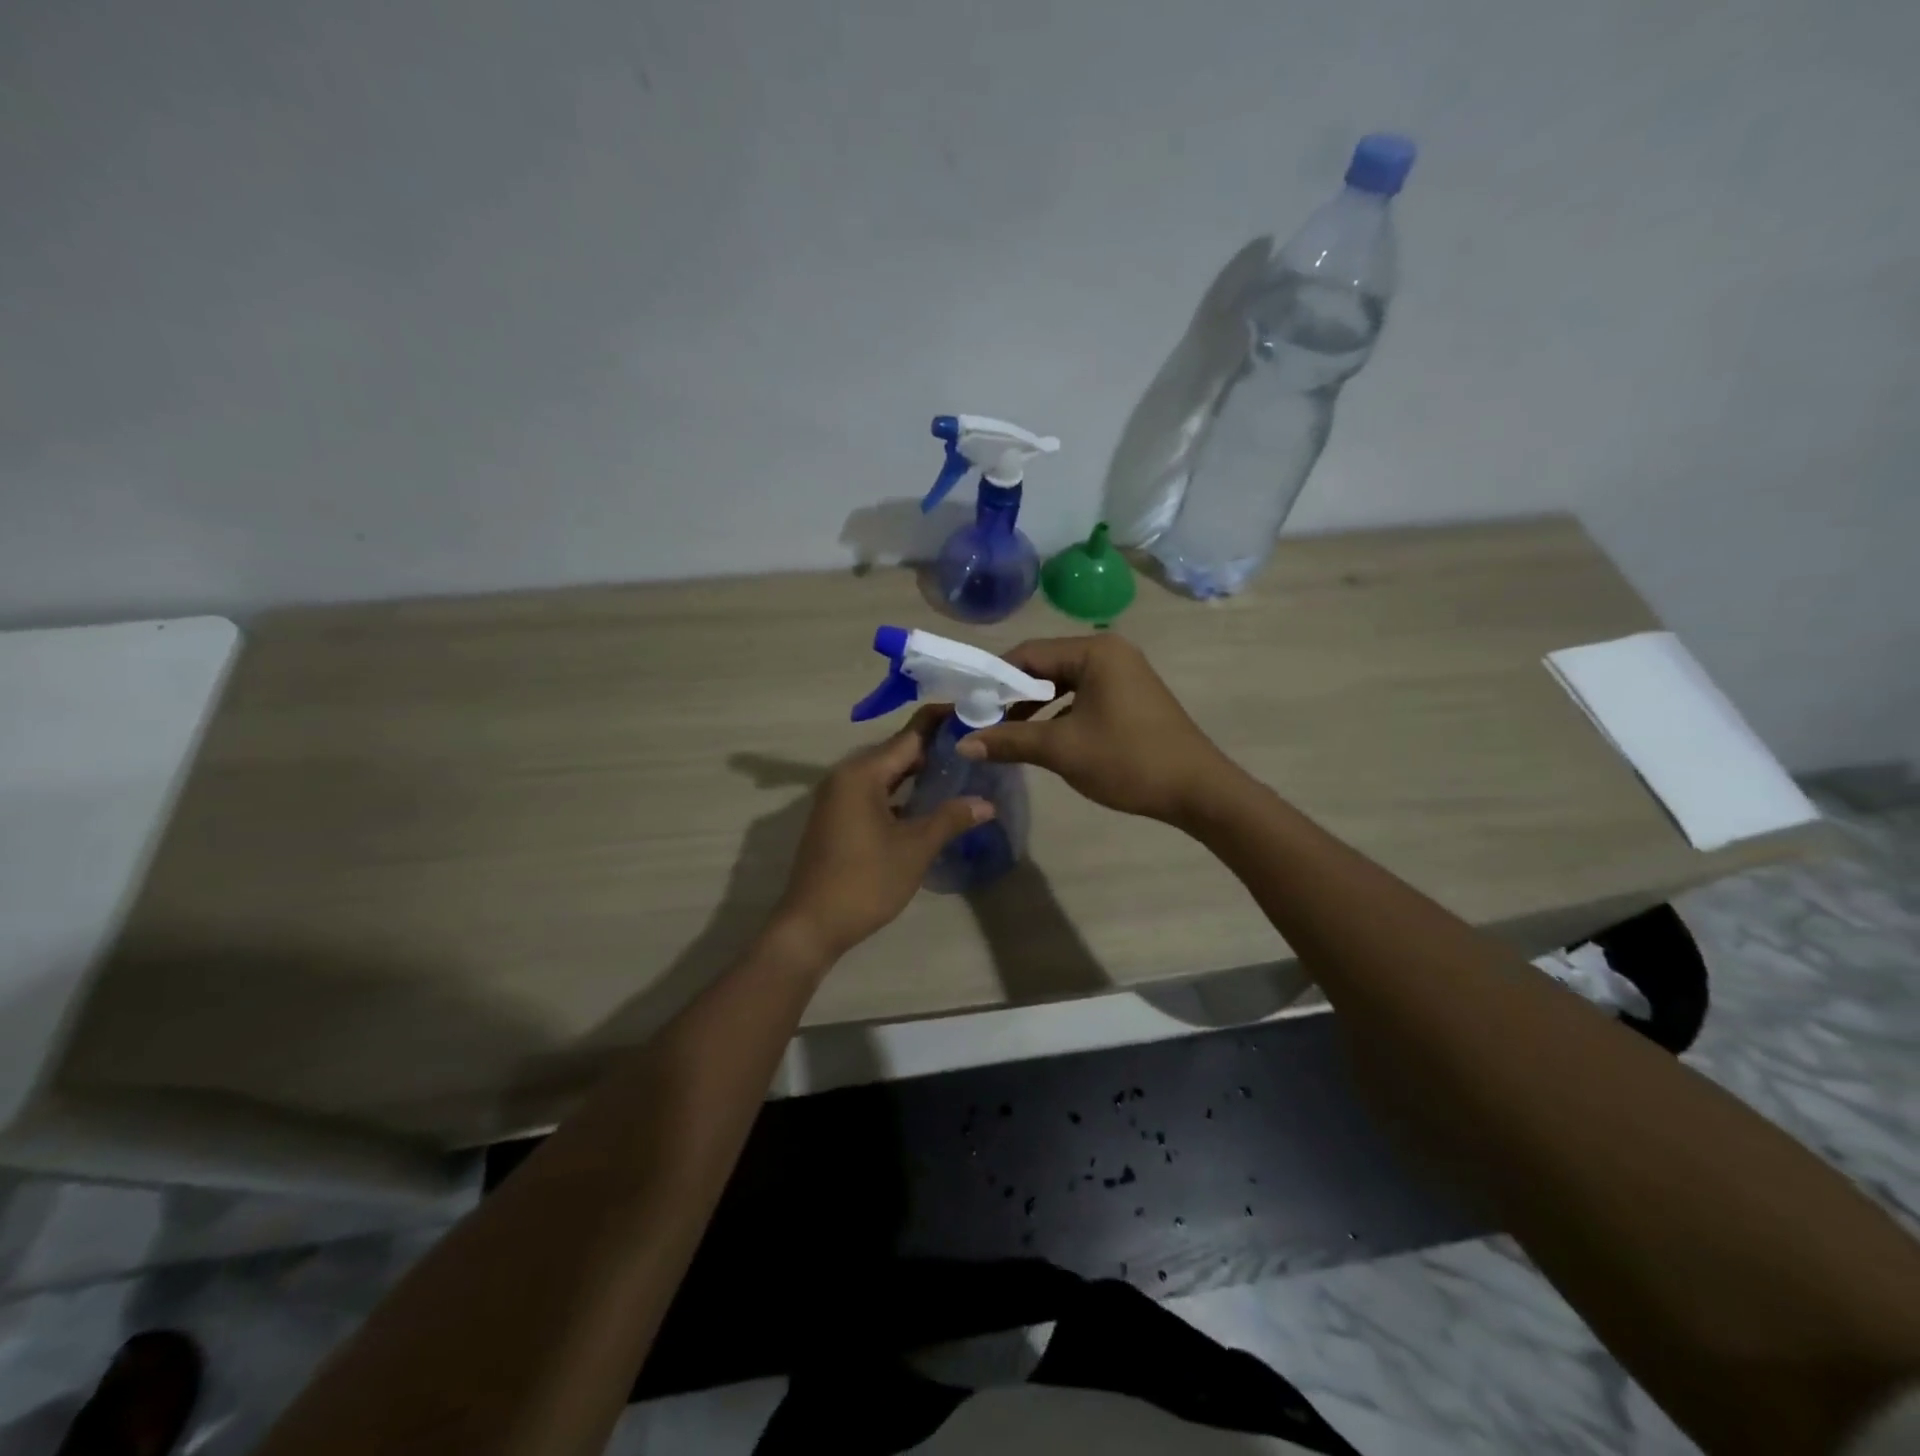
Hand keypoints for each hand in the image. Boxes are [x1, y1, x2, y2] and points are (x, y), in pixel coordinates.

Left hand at [771, 708, 993, 963]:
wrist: (812, 925)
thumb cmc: (865, 881)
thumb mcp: (915, 849)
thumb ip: (950, 818)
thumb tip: (986, 802)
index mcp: (862, 773)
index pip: (910, 735)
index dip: (942, 724)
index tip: (973, 713)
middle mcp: (846, 776)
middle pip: (897, 751)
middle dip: (935, 749)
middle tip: (976, 746)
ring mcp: (838, 798)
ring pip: (886, 774)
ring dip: (919, 773)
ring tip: (960, 771)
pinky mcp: (837, 818)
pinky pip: (875, 793)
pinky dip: (901, 793)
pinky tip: (928, 803)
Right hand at [957, 635, 1241, 825]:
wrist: (1197, 790)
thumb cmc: (1127, 760)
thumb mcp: (1061, 749)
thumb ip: (1010, 740)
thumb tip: (962, 743)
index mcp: (1094, 651)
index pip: (1028, 653)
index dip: (994, 678)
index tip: (968, 704)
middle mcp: (1109, 651)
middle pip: (1045, 665)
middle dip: (1012, 694)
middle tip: (982, 720)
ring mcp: (1123, 673)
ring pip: (1063, 683)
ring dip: (1033, 706)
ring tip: (1006, 733)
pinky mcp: (1130, 696)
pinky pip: (1082, 696)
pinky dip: (1058, 713)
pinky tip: (1042, 738)